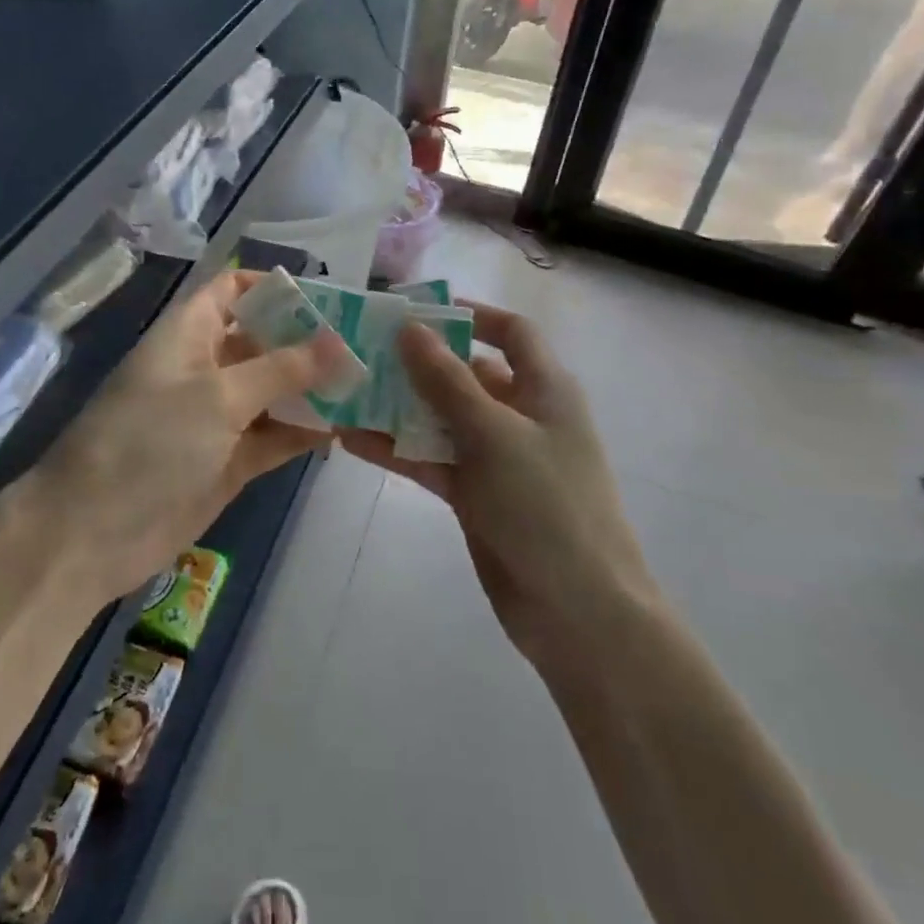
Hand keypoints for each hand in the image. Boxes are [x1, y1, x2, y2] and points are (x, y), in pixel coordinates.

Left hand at [30, 270, 348, 603]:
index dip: (274, 288)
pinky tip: (345, 428)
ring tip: (370, 383)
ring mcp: (216, 418)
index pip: (231, 291)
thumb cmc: (150, 441)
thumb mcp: (218, 396)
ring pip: (273, 392)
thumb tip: (339, 342)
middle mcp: (204, 368)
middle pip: (262, 341)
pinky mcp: (228, 461)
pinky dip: (304, 432)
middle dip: (309, 341)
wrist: (91, 533)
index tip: (329, 298)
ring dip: (313, 389)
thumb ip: (282, 369)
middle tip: (367, 343)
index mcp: (189, 334)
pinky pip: (273, 436)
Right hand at [339, 302, 656, 662]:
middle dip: (419, 362)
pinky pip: (432, 459)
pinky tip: (352, 440)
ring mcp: (497, 458)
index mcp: (544, 389)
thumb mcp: (494, 434)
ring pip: (442, 418)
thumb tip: (410, 327)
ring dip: (399, 407)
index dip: (471, 315)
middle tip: (363, 349)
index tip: (418, 311)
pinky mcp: (475, 495)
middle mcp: (521, 415)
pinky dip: (398, 450)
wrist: (577, 612)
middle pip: (466, 373)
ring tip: (347, 391)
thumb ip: (447, 381)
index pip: (512, 332)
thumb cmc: (547, 506)